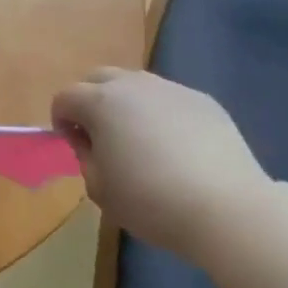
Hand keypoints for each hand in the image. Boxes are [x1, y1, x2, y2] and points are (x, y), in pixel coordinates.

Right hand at [51, 69, 275, 260]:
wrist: (226, 209)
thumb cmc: (151, 202)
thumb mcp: (99, 189)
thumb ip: (85, 158)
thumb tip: (90, 141)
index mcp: (101, 103)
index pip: (65, 97)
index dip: (61, 120)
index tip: (72, 145)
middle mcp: (133, 85)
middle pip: (98, 78)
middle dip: (90, 100)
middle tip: (99, 135)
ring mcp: (172, 89)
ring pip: (136, 84)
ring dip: (126, 104)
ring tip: (139, 139)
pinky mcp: (203, 101)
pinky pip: (169, 99)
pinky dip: (161, 113)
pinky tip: (176, 147)